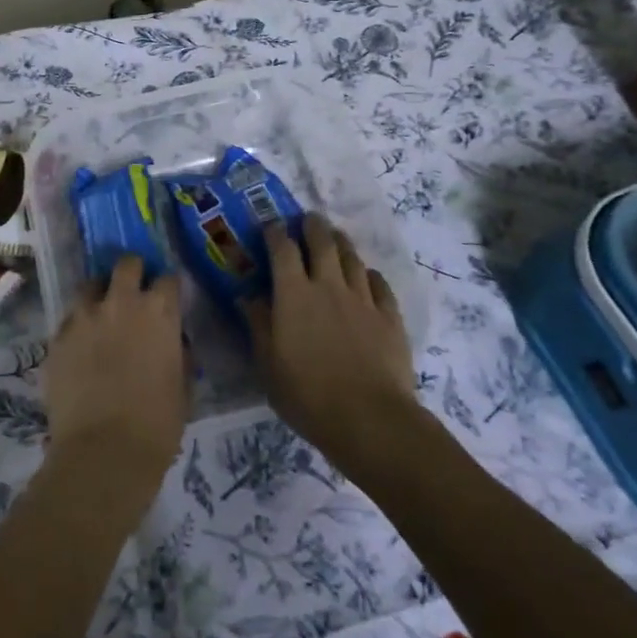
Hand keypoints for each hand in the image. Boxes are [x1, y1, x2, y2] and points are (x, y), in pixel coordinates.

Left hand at [43, 256, 186, 492]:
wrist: (103, 453)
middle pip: (127, 265)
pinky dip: (78, 327)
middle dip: (133, 273)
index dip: (168, 289)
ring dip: (100, 295)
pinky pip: (69, 320)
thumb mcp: (183, 387)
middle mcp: (121, 303)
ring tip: (102, 316)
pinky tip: (81, 348)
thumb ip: (178, 353)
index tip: (168, 301)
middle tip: (134, 294)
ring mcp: (84, 317)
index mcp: (159, 312)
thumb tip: (172, 342)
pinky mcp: (57, 337)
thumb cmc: (157, 425)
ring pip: (90, 285)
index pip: (168, 280)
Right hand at [244, 213, 416, 472]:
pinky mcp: (390, 316)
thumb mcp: (268, 363)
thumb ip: (258, 323)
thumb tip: (246, 295)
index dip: (275, 232)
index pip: (282, 249)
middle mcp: (328, 285)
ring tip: (335, 237)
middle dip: (312, 226)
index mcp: (294, 294)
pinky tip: (367, 276)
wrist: (370, 418)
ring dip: (341, 243)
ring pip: (352, 258)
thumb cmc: (307, 394)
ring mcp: (363, 299)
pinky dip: (369, 274)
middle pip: (322, 242)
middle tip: (308, 219)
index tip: (270, 226)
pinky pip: (379, 284)